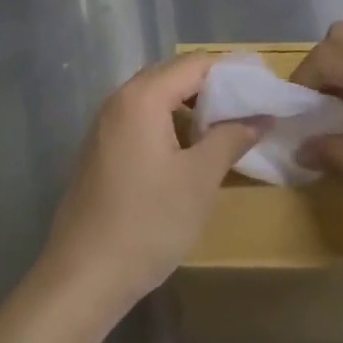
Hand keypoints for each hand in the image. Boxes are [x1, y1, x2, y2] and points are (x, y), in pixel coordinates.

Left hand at [41, 54, 264, 312]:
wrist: (82, 278)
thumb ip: (230, 139)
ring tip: (221, 135)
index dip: (231, 74)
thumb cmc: (147, 223)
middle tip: (246, 113)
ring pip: (156, 98)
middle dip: (211, 90)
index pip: (195, 64)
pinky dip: (167, 125)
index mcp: (143, 96)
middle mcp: (119, 98)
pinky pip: (140, 119)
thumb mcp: (199, 180)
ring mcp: (104, 124)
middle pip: (173, 76)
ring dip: (189, 110)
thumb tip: (259, 118)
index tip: (260, 92)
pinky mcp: (99, 148)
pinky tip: (186, 156)